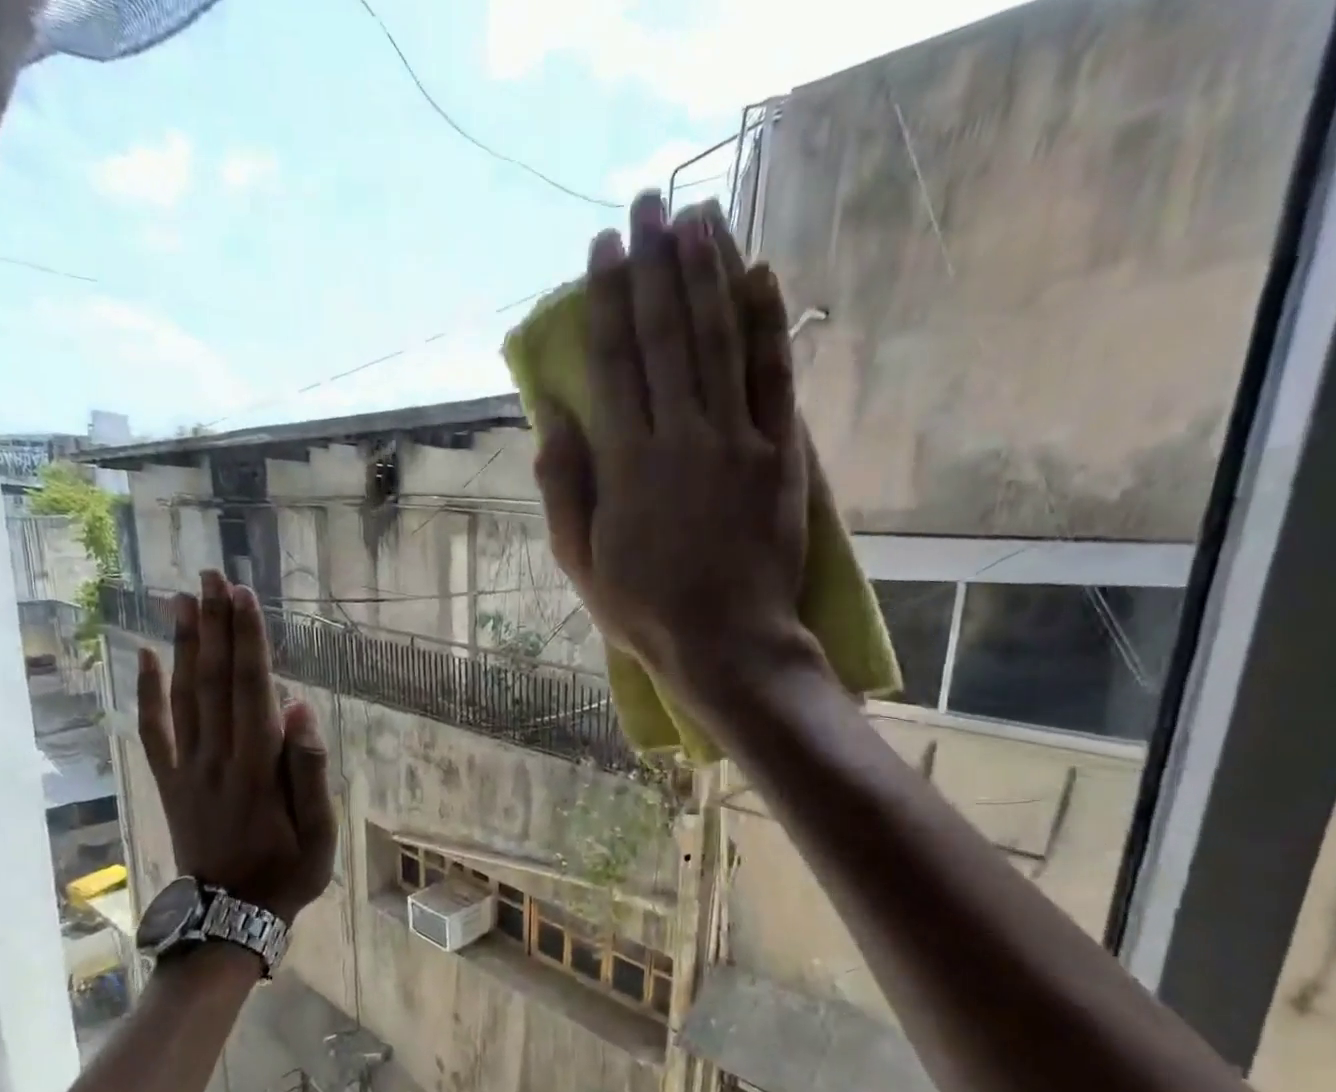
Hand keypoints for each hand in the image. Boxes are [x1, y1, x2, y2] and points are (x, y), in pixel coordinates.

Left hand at [136, 570, 336, 923]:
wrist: (231, 916)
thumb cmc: (288, 872)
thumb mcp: (320, 831)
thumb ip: (309, 770)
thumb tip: (299, 709)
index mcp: (257, 767)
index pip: (251, 688)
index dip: (247, 640)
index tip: (242, 595)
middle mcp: (217, 757)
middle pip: (213, 680)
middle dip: (213, 625)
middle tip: (209, 575)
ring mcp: (187, 769)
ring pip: (183, 696)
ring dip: (183, 644)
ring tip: (181, 598)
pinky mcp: (170, 782)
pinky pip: (153, 731)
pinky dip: (147, 692)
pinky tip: (143, 656)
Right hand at [534, 193, 821, 690]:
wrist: (726, 643)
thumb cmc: (643, 609)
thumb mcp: (579, 562)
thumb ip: (563, 489)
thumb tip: (553, 420)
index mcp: (627, 463)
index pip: (613, 363)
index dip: (606, 299)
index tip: (603, 247)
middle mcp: (681, 436)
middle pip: (666, 335)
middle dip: (654, 265)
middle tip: (648, 203)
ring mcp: (737, 441)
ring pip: (720, 340)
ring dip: (707, 272)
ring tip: (698, 215)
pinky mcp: (782, 454)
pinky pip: (774, 377)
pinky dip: (768, 323)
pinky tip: (759, 274)